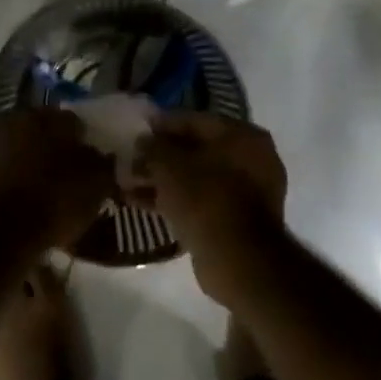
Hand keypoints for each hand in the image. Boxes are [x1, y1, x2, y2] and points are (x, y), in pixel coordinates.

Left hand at [0, 108, 117, 250]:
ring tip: (63, 195)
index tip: (100, 163)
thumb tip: (104, 156)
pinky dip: (29, 183)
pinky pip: (16, 172)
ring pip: (32, 153)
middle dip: (66, 152)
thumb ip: (105, 162)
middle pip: (51, 134)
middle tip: (82, 178)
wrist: (4, 233)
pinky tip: (42, 204)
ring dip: (45, 168)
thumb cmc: (56, 198)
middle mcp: (18, 120)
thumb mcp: (98, 181)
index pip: (77, 120)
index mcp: (46, 114)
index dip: (91, 142)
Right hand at [135, 113, 287, 306]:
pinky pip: (199, 200)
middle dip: (161, 155)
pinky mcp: (236, 220)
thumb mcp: (169, 166)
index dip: (163, 124)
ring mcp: (247, 192)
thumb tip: (143, 142)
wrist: (237, 259)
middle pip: (196, 149)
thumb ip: (153, 147)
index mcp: (242, 136)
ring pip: (196, 177)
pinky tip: (140, 202)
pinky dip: (173, 199)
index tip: (138, 130)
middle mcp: (251, 159)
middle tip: (132, 159)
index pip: (195, 120)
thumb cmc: (205, 198)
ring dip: (163, 179)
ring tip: (128, 182)